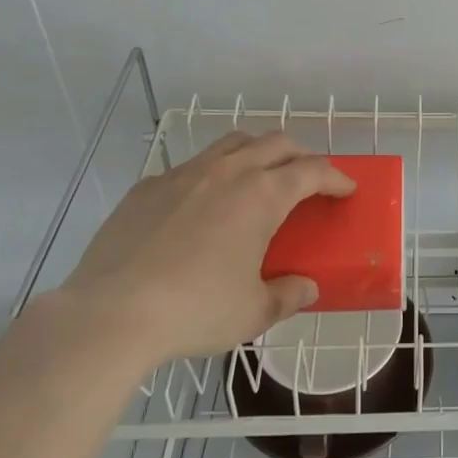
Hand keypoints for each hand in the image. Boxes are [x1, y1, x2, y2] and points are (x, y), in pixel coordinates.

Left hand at [60, 132, 354, 370]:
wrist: (110, 314)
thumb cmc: (195, 310)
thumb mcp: (253, 312)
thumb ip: (288, 295)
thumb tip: (306, 288)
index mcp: (262, 195)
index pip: (312, 171)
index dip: (336, 178)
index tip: (346, 189)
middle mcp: (228, 172)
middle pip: (276, 143)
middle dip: (301, 155)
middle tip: (308, 178)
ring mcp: (185, 174)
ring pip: (233, 143)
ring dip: (257, 152)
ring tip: (260, 177)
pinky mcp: (148, 187)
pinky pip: (191, 167)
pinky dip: (211, 174)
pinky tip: (202, 205)